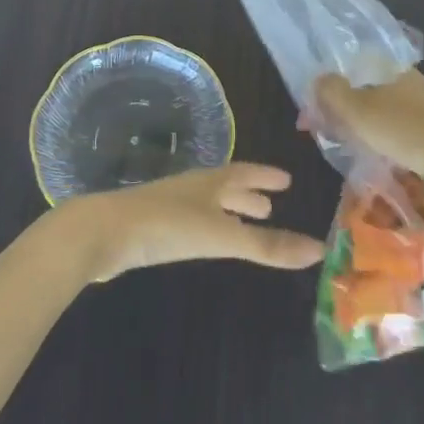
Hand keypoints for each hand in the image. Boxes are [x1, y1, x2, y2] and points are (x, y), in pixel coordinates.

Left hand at [54, 164, 326, 281]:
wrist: (103, 233)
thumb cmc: (166, 226)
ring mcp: (170, 207)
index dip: (265, 176)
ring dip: (229, 212)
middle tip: (271, 203)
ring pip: (208, 205)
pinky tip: (205, 240)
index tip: (286, 178)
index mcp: (210, 182)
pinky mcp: (152, 229)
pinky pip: (192, 222)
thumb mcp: (222, 236)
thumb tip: (319, 250)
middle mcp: (192, 189)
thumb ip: (267, 246)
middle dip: (249, 194)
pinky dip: (209, 227)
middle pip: (226, 187)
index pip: (244, 173)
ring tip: (245, 223)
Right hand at [310, 71, 423, 195]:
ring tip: (353, 151)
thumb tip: (317, 79)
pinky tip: (384, 154)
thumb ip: (333, 94)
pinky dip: (384, 135)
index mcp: (381, 66)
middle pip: (359, 88)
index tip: (309, 123)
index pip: (341, 70)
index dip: (321, 94)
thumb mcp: (362, 113)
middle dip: (340, 112)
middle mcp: (401, 75)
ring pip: (378, 107)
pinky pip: (397, 122)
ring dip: (361, 125)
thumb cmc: (412, 132)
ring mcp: (421, 97)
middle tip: (330, 140)